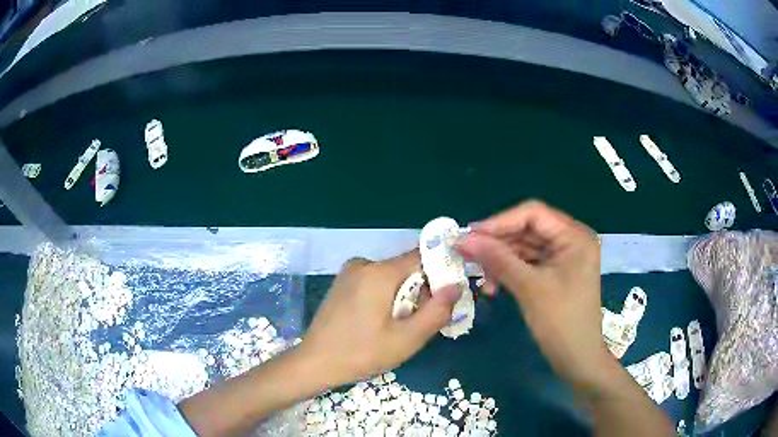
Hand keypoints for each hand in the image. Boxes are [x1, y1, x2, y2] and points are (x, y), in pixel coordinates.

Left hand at [299, 251, 461, 386]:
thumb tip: (457, 285)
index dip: (440, 274)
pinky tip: (379, 322)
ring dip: (403, 296)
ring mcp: (349, 272)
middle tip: (419, 322)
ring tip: (398, 327)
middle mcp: (364, 263)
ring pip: (391, 276)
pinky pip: (375, 282)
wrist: (315, 362)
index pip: (422, 257)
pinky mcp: (342, 283)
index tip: (446, 297)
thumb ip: (436, 311)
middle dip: (420, 291)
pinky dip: (385, 297)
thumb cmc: (362, 353)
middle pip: (406, 268)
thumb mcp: (407, 339)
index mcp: (379, 272)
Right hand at [455, 201, 613, 388]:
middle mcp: (570, 240)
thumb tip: (463, 239)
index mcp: (574, 236)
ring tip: (479, 276)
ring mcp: (563, 258)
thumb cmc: (561, 322)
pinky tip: (493, 286)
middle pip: (527, 230)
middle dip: (498, 243)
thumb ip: (497, 259)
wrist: (577, 359)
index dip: (500, 221)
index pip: (533, 214)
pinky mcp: (555, 273)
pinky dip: (509, 272)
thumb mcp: (529, 287)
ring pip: (525, 248)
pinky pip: (528, 264)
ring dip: (501, 260)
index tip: (470, 234)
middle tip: (467, 254)